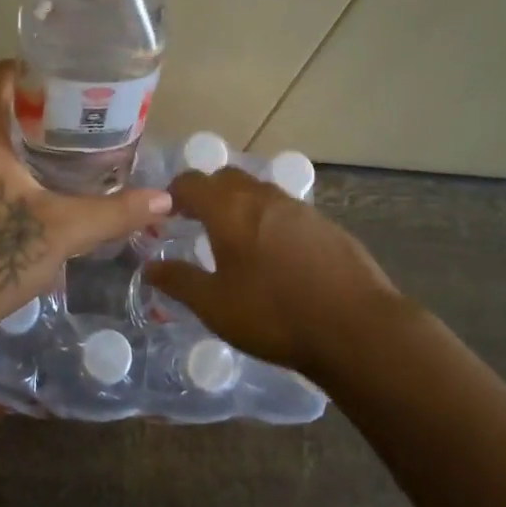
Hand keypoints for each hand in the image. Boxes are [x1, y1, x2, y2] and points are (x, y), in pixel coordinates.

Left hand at [0, 61, 172, 335]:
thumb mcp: (63, 231)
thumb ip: (115, 211)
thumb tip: (165, 199)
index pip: (6, 73)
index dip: (44, 75)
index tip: (78, 92)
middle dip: (38, 115)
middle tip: (82, 130)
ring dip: (15, 145)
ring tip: (59, 161)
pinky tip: (20, 198)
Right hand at [143, 168, 397, 374]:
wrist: (355, 327)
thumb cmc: (273, 315)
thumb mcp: (215, 305)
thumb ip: (180, 281)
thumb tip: (150, 266)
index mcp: (229, 209)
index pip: (191, 183)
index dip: (173, 194)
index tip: (165, 214)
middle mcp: (263, 196)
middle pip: (226, 179)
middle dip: (207, 193)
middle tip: (196, 222)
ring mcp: (299, 208)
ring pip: (260, 192)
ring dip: (240, 205)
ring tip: (235, 238)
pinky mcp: (326, 224)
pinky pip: (287, 211)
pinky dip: (270, 220)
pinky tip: (276, 255)